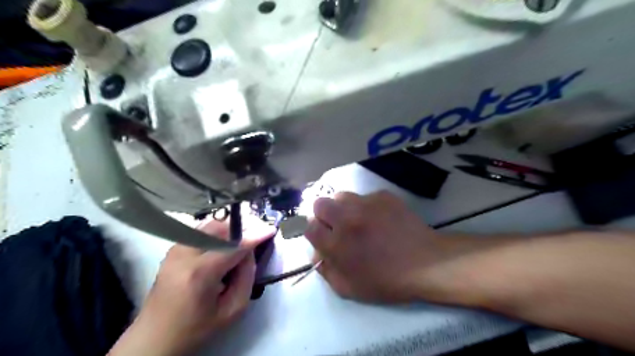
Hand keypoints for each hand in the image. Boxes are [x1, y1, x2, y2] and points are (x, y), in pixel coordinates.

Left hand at [109, 217, 275, 355]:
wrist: (154, 338)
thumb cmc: (196, 328)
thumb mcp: (232, 310)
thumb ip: (246, 277)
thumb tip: (249, 252)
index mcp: (200, 274)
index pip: (234, 246)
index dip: (255, 235)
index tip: (271, 229)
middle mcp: (185, 254)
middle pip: (220, 228)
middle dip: (241, 229)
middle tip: (255, 237)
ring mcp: (175, 249)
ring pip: (209, 225)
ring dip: (229, 230)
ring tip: (239, 242)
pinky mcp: (172, 249)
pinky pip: (200, 231)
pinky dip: (216, 233)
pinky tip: (222, 245)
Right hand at [304, 192, 444, 302]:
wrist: (426, 263)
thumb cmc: (387, 281)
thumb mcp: (349, 289)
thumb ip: (326, 270)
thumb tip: (317, 252)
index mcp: (336, 243)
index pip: (308, 226)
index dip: (312, 231)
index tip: (321, 235)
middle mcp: (346, 219)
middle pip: (319, 203)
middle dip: (323, 215)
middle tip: (337, 226)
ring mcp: (366, 204)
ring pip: (341, 196)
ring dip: (343, 207)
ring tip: (358, 219)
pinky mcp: (383, 196)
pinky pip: (365, 196)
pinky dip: (366, 206)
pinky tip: (380, 218)